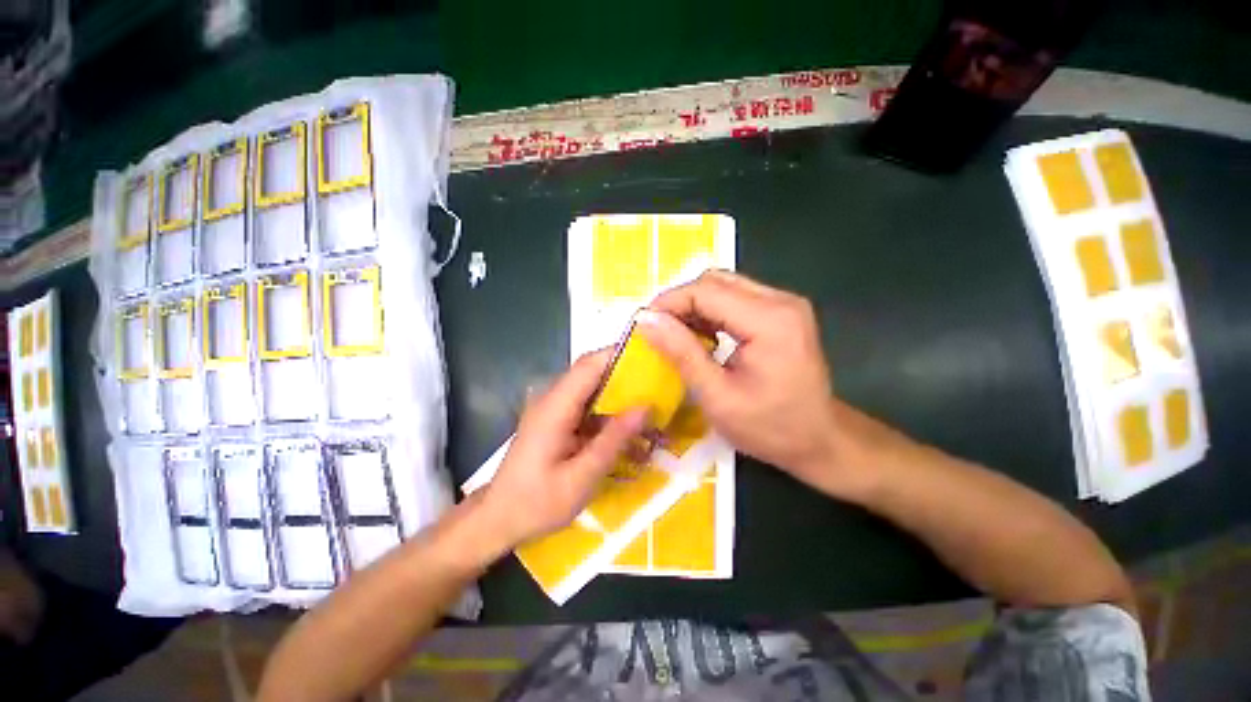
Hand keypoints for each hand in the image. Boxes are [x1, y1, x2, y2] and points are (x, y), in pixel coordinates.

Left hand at [479, 351, 646, 547]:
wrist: (498, 518)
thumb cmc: (536, 504)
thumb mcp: (581, 478)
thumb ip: (613, 440)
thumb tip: (645, 407)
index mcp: (555, 407)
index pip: (589, 365)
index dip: (619, 354)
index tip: (652, 357)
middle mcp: (552, 399)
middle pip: (591, 371)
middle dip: (625, 373)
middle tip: (658, 383)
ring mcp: (553, 408)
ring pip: (591, 387)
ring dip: (618, 392)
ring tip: (649, 405)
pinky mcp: (556, 419)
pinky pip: (587, 404)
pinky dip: (608, 410)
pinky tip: (625, 427)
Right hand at [637, 271, 844, 493]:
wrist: (821, 440)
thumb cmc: (771, 428)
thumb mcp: (718, 397)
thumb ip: (682, 353)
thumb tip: (646, 320)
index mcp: (769, 321)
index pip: (706, 291)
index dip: (668, 302)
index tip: (643, 324)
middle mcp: (781, 301)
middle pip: (715, 282)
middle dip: (679, 302)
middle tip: (657, 331)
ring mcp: (784, 304)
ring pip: (724, 287)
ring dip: (694, 306)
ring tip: (675, 335)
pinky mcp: (781, 313)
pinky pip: (736, 299)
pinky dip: (710, 312)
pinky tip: (700, 336)